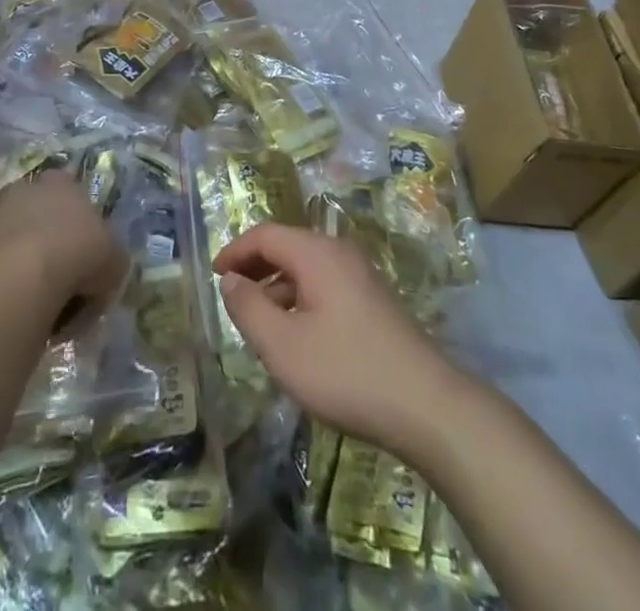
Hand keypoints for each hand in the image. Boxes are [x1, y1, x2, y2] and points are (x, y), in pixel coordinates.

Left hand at [0, 175, 128, 327]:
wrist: (25, 279)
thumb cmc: (79, 254)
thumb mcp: (115, 258)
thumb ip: (111, 257)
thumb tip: (105, 267)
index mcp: (62, 182)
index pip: (72, 194)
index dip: (81, 225)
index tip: (87, 253)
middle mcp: (27, 189)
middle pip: (43, 215)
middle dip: (53, 241)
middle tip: (68, 278)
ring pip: (19, 240)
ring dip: (29, 261)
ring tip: (44, 298)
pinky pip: (1, 264)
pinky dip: (11, 280)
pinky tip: (24, 303)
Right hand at [214, 224, 471, 459]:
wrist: (426, 405)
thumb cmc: (346, 371)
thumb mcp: (283, 345)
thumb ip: (249, 308)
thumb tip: (230, 280)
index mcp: (316, 252)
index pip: (265, 234)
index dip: (235, 251)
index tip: (213, 276)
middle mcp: (339, 253)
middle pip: (287, 246)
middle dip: (255, 267)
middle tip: (231, 297)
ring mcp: (361, 276)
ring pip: (306, 269)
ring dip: (277, 287)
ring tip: (258, 324)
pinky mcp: (373, 301)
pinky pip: (325, 287)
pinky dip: (300, 300)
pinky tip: (297, 338)